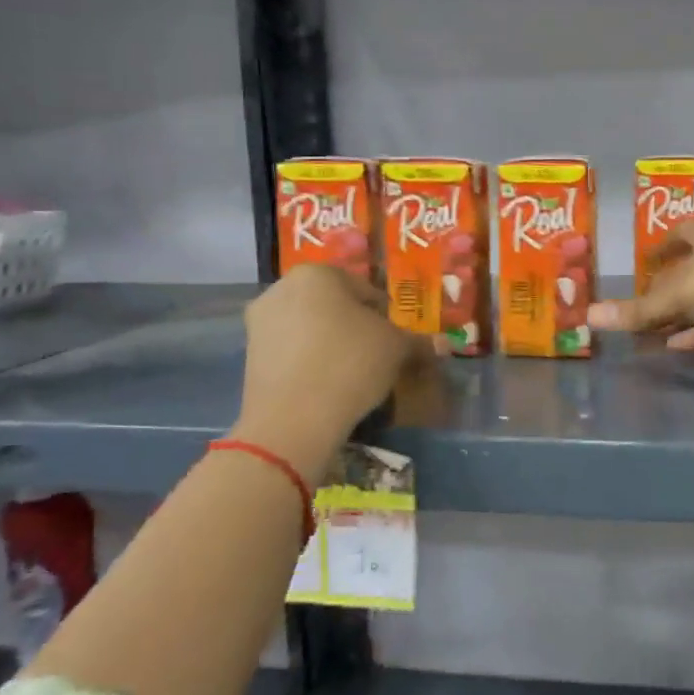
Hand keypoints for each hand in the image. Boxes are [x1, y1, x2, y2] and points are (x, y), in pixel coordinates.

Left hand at [233, 266, 427, 464]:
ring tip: (353, 374)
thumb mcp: (397, 349)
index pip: (366, 291)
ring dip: (332, 344)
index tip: (395, 341)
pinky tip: (327, 385)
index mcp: (318, 274)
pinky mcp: (249, 356)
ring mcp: (260, 322)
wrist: (293, 420)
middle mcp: (282, 288)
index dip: (386, 316)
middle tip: (376, 356)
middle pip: (334, 306)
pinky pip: (292, 351)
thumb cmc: (351, 364)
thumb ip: (419, 342)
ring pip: (310, 328)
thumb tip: (444, 344)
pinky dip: (310, 362)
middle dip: (355, 327)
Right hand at [586, 215, 693, 364]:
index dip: (656, 249)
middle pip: (687, 270)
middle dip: (661, 290)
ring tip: (644, 334)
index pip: (677, 233)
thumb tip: (590, 317)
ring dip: (676, 316)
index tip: (637, 268)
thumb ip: (639, 308)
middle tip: (632, 309)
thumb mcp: (682, 292)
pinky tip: (671, 346)